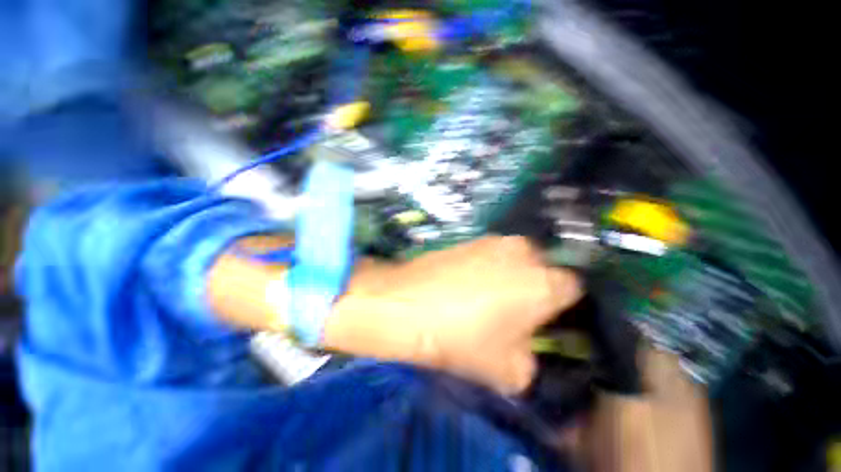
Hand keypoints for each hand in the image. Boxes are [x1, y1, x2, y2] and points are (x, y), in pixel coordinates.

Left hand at [324, 236, 582, 393]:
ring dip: (512, 275)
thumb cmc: (461, 338)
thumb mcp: (508, 370)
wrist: (408, 303)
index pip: (574, 288)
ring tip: (488, 295)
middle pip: (544, 269)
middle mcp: (523, 253)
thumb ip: (531, 361)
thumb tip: (528, 348)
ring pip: (517, 259)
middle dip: (537, 287)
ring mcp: (493, 241)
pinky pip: (491, 254)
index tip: (548, 319)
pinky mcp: (470, 239)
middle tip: (517, 309)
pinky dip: (489, 266)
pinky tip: (468, 283)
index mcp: (543, 283)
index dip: (563, 306)